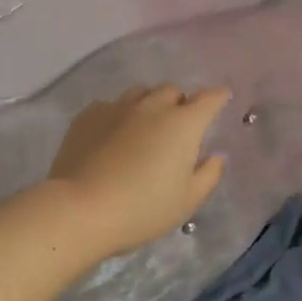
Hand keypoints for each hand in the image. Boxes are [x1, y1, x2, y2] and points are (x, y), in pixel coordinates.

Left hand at [47, 84, 229, 258]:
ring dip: (149, 104)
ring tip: (144, 128)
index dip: (217, 97)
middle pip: (171, 91)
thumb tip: (214, 156)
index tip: (220, 99)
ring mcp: (117, 107)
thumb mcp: (187, 201)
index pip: (208, 99)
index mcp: (182, 124)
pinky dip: (118, 116)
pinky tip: (112, 137)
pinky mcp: (88, 115)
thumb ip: (208, 174)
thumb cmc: (142, 209)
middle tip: (177, 127)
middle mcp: (152, 106)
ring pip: (140, 93)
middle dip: (179, 103)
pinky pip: (110, 106)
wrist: (81, 209)